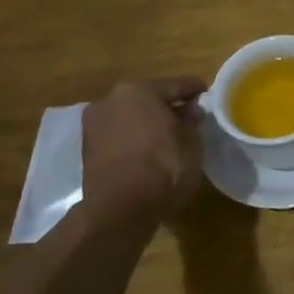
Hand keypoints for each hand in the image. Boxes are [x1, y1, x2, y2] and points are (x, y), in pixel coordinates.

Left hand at [82, 77, 206, 214]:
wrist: (119, 209)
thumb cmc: (164, 167)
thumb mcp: (191, 143)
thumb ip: (191, 121)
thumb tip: (190, 112)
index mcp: (140, 90)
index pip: (176, 85)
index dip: (196, 90)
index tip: (208, 95)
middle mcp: (112, 99)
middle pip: (148, 98)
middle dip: (167, 106)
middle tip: (188, 117)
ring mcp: (94, 124)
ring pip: (130, 116)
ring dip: (147, 122)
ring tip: (168, 136)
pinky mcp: (86, 148)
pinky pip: (118, 134)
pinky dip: (133, 138)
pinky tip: (148, 149)